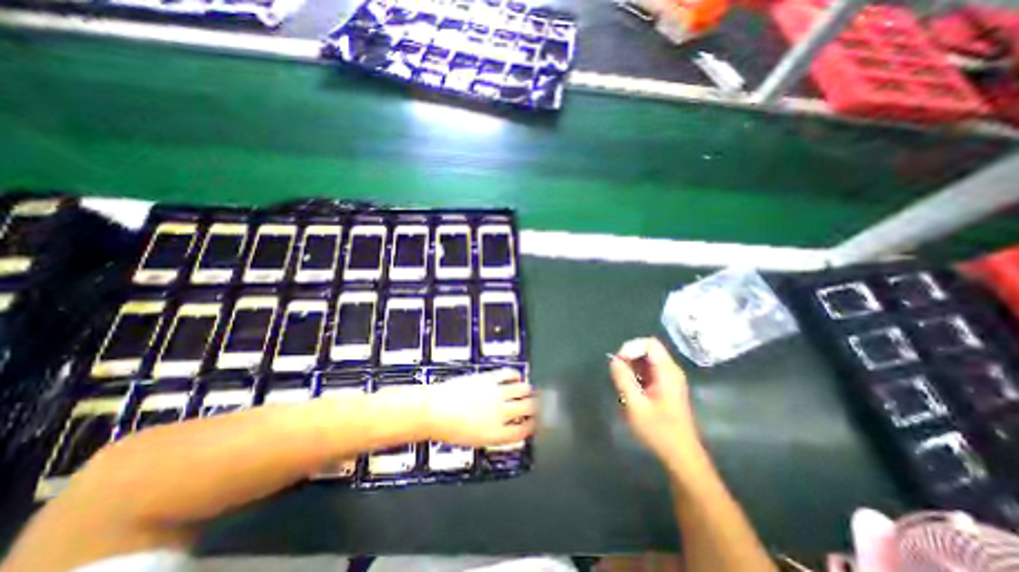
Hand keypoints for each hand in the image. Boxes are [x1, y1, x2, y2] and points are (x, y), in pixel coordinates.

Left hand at [423, 371, 534, 446]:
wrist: (434, 411)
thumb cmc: (450, 429)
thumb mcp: (475, 438)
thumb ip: (494, 432)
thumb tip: (507, 425)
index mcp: (498, 434)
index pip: (523, 431)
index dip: (532, 426)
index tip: (535, 423)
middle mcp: (502, 414)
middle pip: (528, 408)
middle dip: (536, 406)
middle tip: (538, 404)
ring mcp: (497, 394)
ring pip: (523, 390)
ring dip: (529, 390)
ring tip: (530, 390)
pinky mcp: (489, 379)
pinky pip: (508, 374)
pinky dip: (515, 375)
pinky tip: (516, 377)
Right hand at [607, 336, 706, 470]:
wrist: (680, 455)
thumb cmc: (658, 430)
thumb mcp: (635, 405)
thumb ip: (623, 379)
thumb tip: (613, 360)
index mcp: (667, 372)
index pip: (650, 344)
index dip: (631, 347)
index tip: (618, 361)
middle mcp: (671, 371)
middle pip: (648, 349)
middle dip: (629, 357)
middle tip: (618, 373)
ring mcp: (670, 378)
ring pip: (647, 360)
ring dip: (632, 366)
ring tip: (622, 383)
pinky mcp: (666, 386)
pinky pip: (649, 370)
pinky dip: (637, 374)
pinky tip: (630, 389)